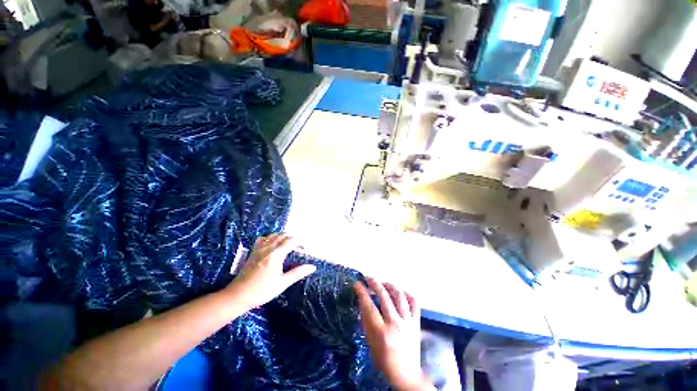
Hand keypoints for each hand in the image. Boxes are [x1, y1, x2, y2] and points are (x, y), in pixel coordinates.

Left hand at [227, 234, 315, 310]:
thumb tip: (312, 267)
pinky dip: (271, 238)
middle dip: (293, 239)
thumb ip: (298, 273)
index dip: (301, 242)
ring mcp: (259, 248)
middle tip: (298, 249)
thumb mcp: (282, 283)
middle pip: (283, 236)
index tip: (305, 249)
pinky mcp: (253, 251)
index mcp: (276, 255)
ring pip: (274, 235)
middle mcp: (268, 248)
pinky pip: (263, 238)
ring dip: (283, 238)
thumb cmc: (261, 291)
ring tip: (288, 247)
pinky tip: (272, 245)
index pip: (291, 241)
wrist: (238, 295)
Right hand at [354, 278, 433, 390]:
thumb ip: (366, 320)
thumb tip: (363, 300)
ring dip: (390, 286)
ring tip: (383, 283)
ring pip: (399, 296)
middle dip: (374, 283)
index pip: (369, 306)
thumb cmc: (383, 359)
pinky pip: (414, 302)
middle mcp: (395, 324)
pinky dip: (406, 294)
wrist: (405, 374)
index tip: (357, 283)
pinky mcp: (416, 322)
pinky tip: (399, 292)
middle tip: (368, 278)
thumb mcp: (370, 342)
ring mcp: (408, 322)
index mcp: (381, 332)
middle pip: (384, 296)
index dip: (362, 292)